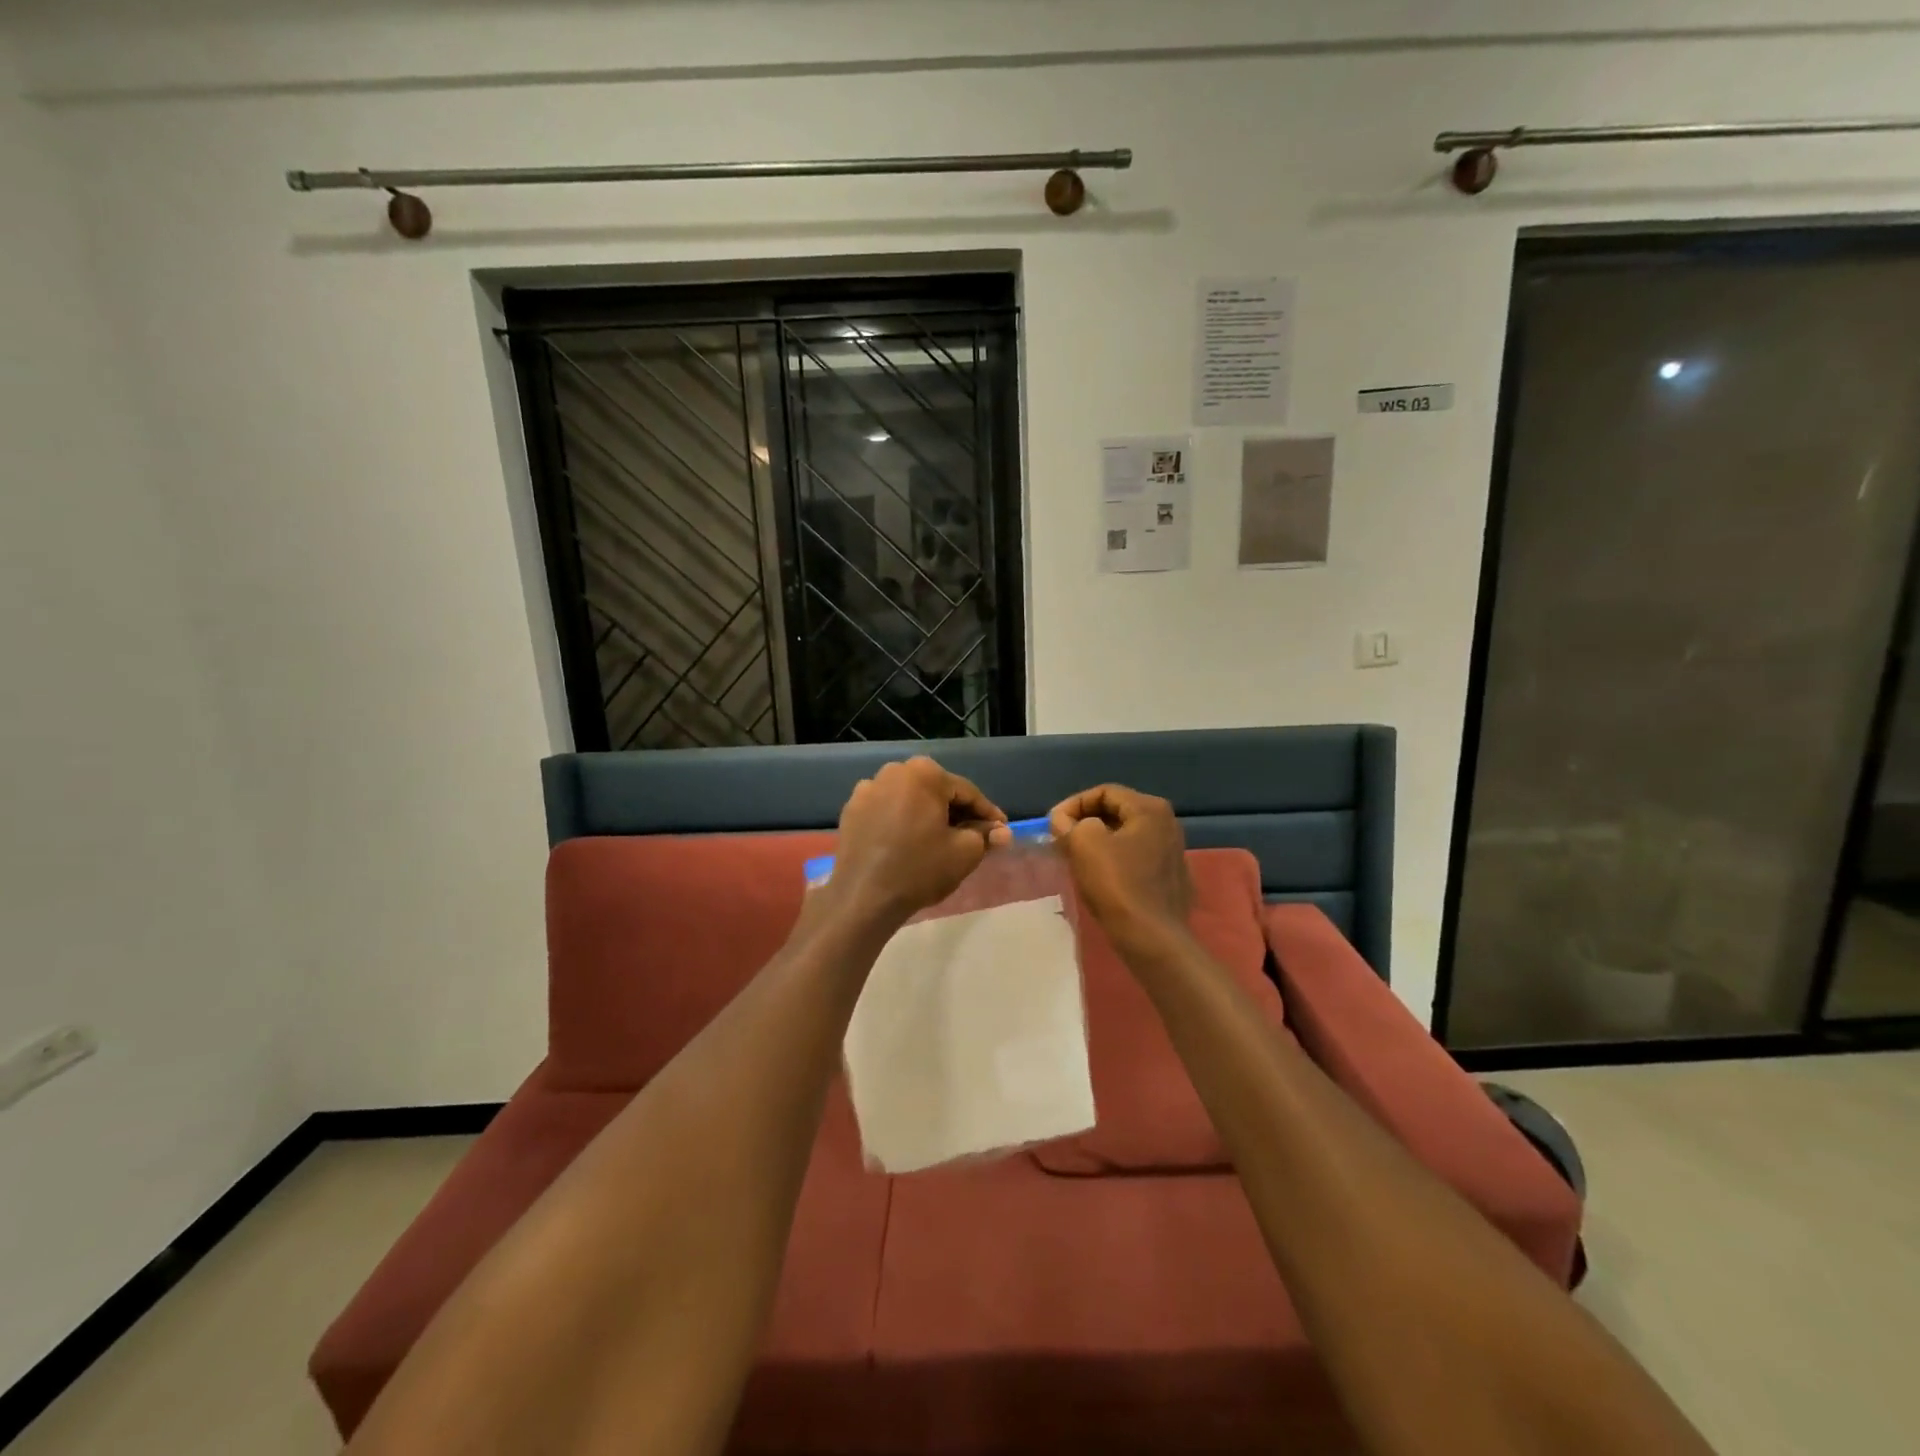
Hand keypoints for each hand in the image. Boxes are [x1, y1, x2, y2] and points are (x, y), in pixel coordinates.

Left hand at [825, 757, 1010, 929]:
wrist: (862, 897)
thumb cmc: (920, 869)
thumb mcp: (964, 853)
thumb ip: (985, 836)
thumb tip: (1001, 832)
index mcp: (924, 773)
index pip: (967, 792)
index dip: (987, 814)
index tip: (1001, 831)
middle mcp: (893, 771)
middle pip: (936, 792)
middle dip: (957, 813)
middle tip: (974, 837)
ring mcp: (867, 789)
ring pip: (910, 800)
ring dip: (928, 816)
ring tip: (940, 842)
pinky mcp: (851, 810)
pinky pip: (887, 811)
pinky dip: (901, 823)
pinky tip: (908, 844)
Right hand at [1049, 785, 1191, 952]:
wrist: (1152, 938)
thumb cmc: (1118, 884)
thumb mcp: (1084, 844)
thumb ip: (1069, 824)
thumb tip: (1062, 821)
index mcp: (1150, 809)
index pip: (1104, 792)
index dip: (1073, 804)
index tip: (1052, 824)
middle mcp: (1167, 824)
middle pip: (1116, 812)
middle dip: (1084, 822)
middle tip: (1060, 839)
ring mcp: (1172, 852)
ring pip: (1124, 836)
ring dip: (1096, 842)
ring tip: (1073, 857)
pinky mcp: (1169, 878)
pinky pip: (1135, 858)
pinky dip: (1113, 860)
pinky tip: (1098, 877)